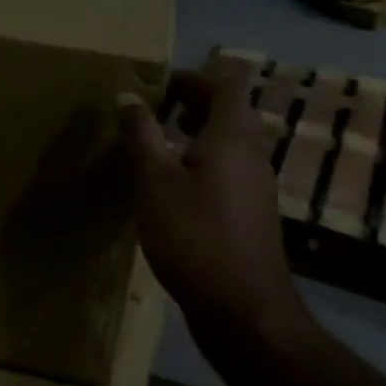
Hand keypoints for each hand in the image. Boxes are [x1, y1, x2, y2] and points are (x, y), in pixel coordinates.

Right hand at [120, 68, 309, 343]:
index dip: (194, 76)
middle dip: (192, 102)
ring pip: (230, 141)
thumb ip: (141, 134)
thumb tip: (127, 95)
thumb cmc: (195, 235)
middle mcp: (252, 153)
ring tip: (157, 145)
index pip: (227, 83)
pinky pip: (230, 168)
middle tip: (153, 112)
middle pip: (230, 110)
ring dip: (197, 133)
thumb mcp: (154, 181)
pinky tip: (173, 186)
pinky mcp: (252, 211)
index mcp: (232, 135)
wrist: (243, 310)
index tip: (159, 84)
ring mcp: (257, 184)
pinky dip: (204, 161)